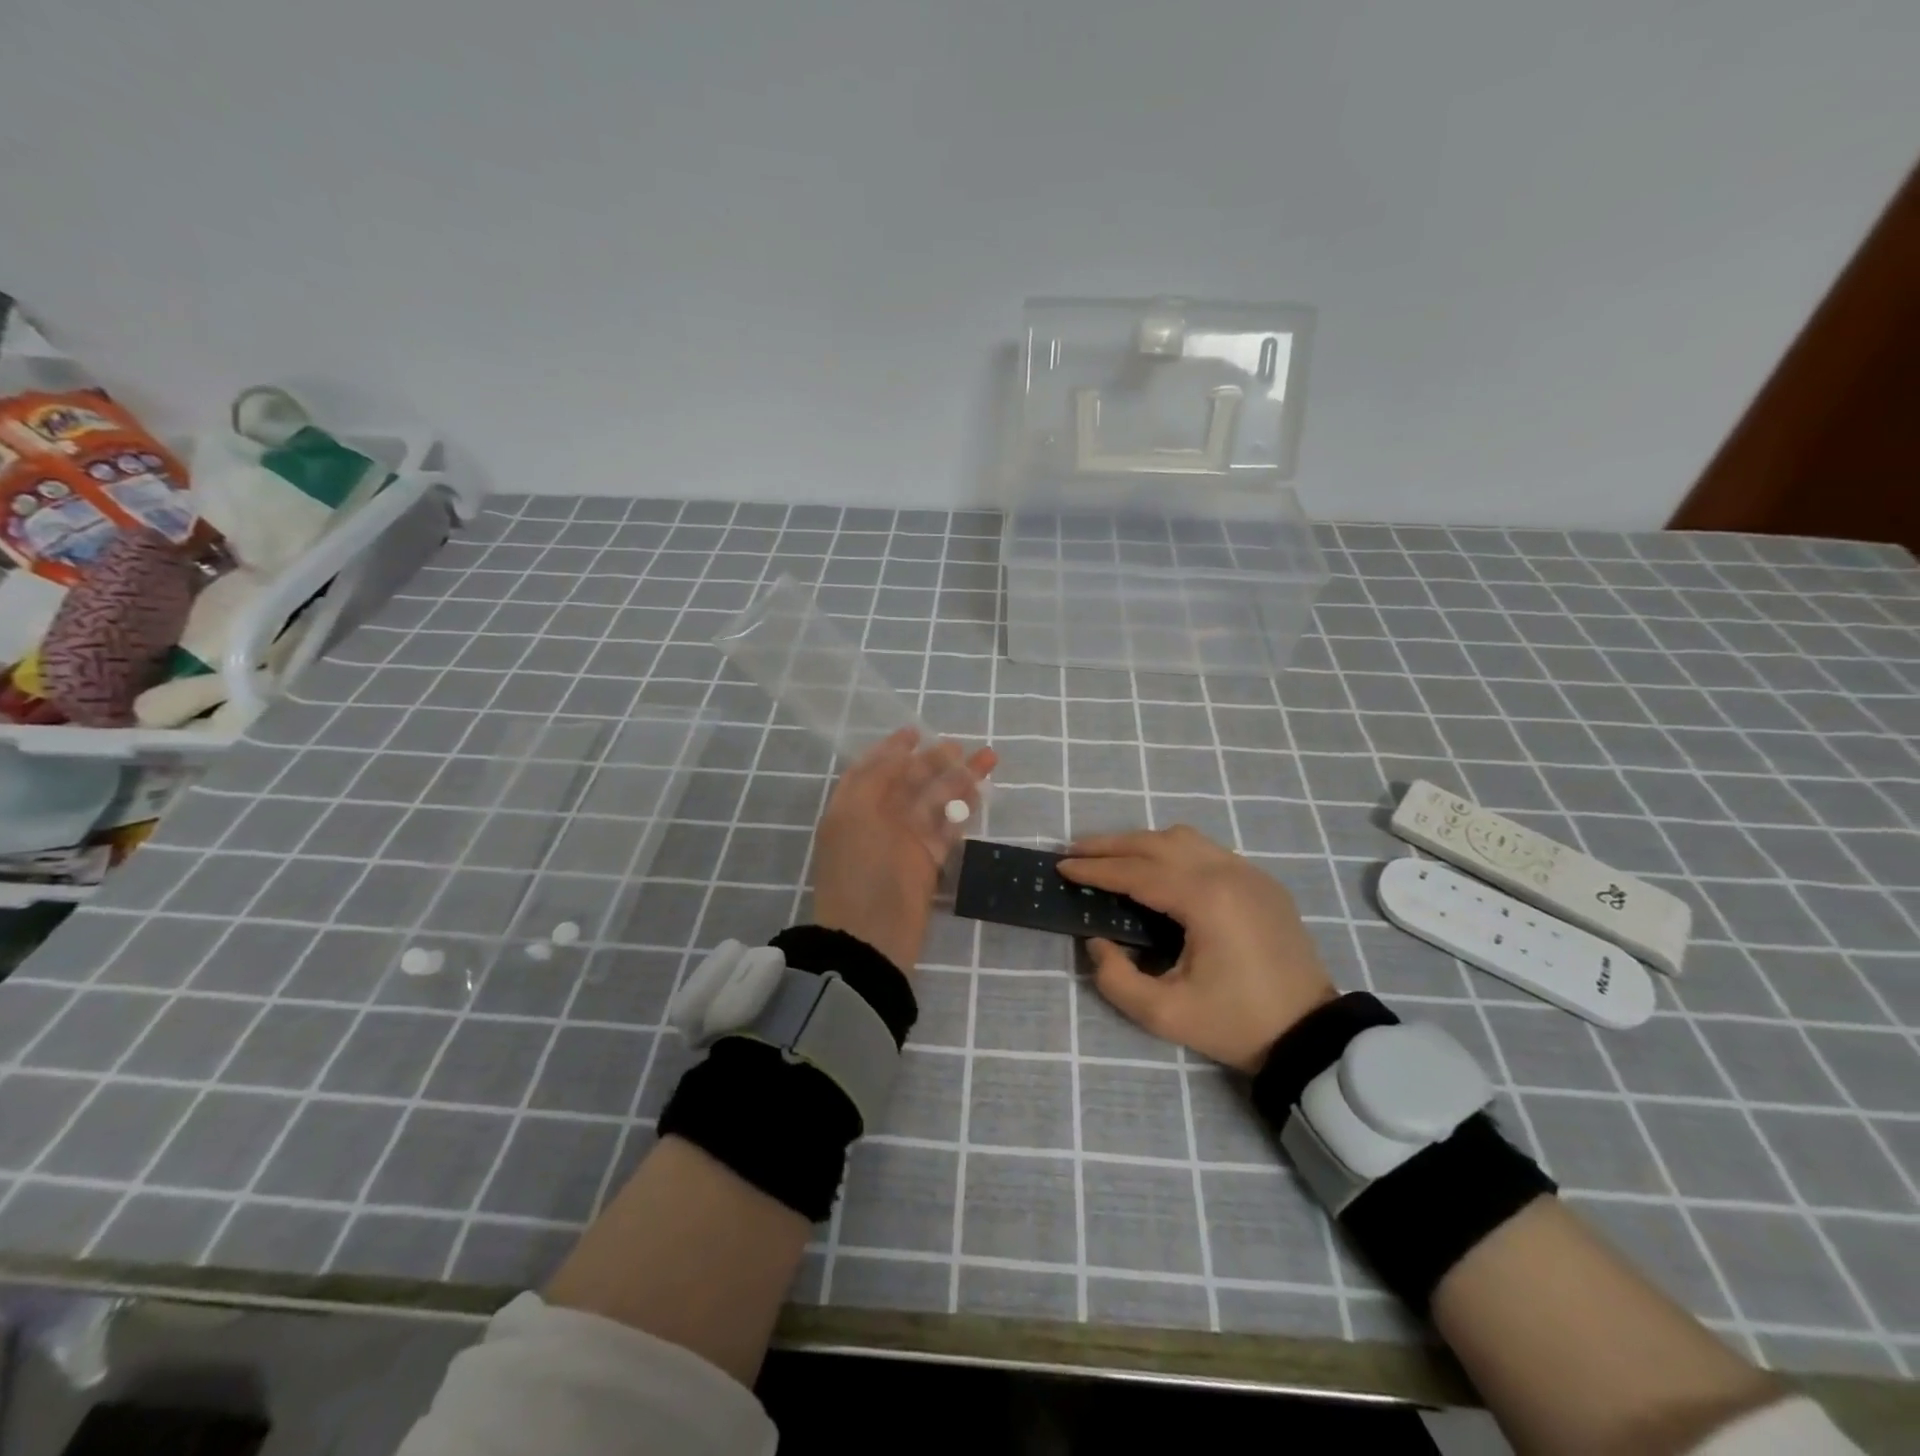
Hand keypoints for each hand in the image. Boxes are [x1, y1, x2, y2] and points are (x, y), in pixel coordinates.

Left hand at [811, 728, 996, 973]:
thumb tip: (899, 751)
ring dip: (958, 780)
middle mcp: (877, 819)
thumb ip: (875, 779)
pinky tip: (980, 793)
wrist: (870, 938)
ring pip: (934, 802)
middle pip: (909, 782)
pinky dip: (962, 810)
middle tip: (962, 746)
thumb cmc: (857, 871)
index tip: (916, 731)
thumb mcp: (855, 815)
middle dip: (935, 761)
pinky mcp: (927, 862)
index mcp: (853, 807)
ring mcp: (904, 841)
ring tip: (987, 760)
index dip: (893, 749)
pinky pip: (947, 828)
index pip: (873, 769)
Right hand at [1059, 826, 1335, 1072]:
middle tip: (1074, 851)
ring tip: (1110, 856)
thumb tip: (1098, 942)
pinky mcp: (1261, 882)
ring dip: (1142, 842)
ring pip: (1184, 838)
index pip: (1136, 872)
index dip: (1095, 869)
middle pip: (1157, 842)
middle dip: (1110, 844)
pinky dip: (1172, 850)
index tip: (1061, 867)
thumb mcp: (1165, 1015)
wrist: (1310, 1036)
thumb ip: (1116, 979)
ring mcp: (1249, 873)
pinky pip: (1207, 850)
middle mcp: (1227, 872)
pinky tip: (1156, 868)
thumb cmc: (1236, 1024)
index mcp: (1205, 899)